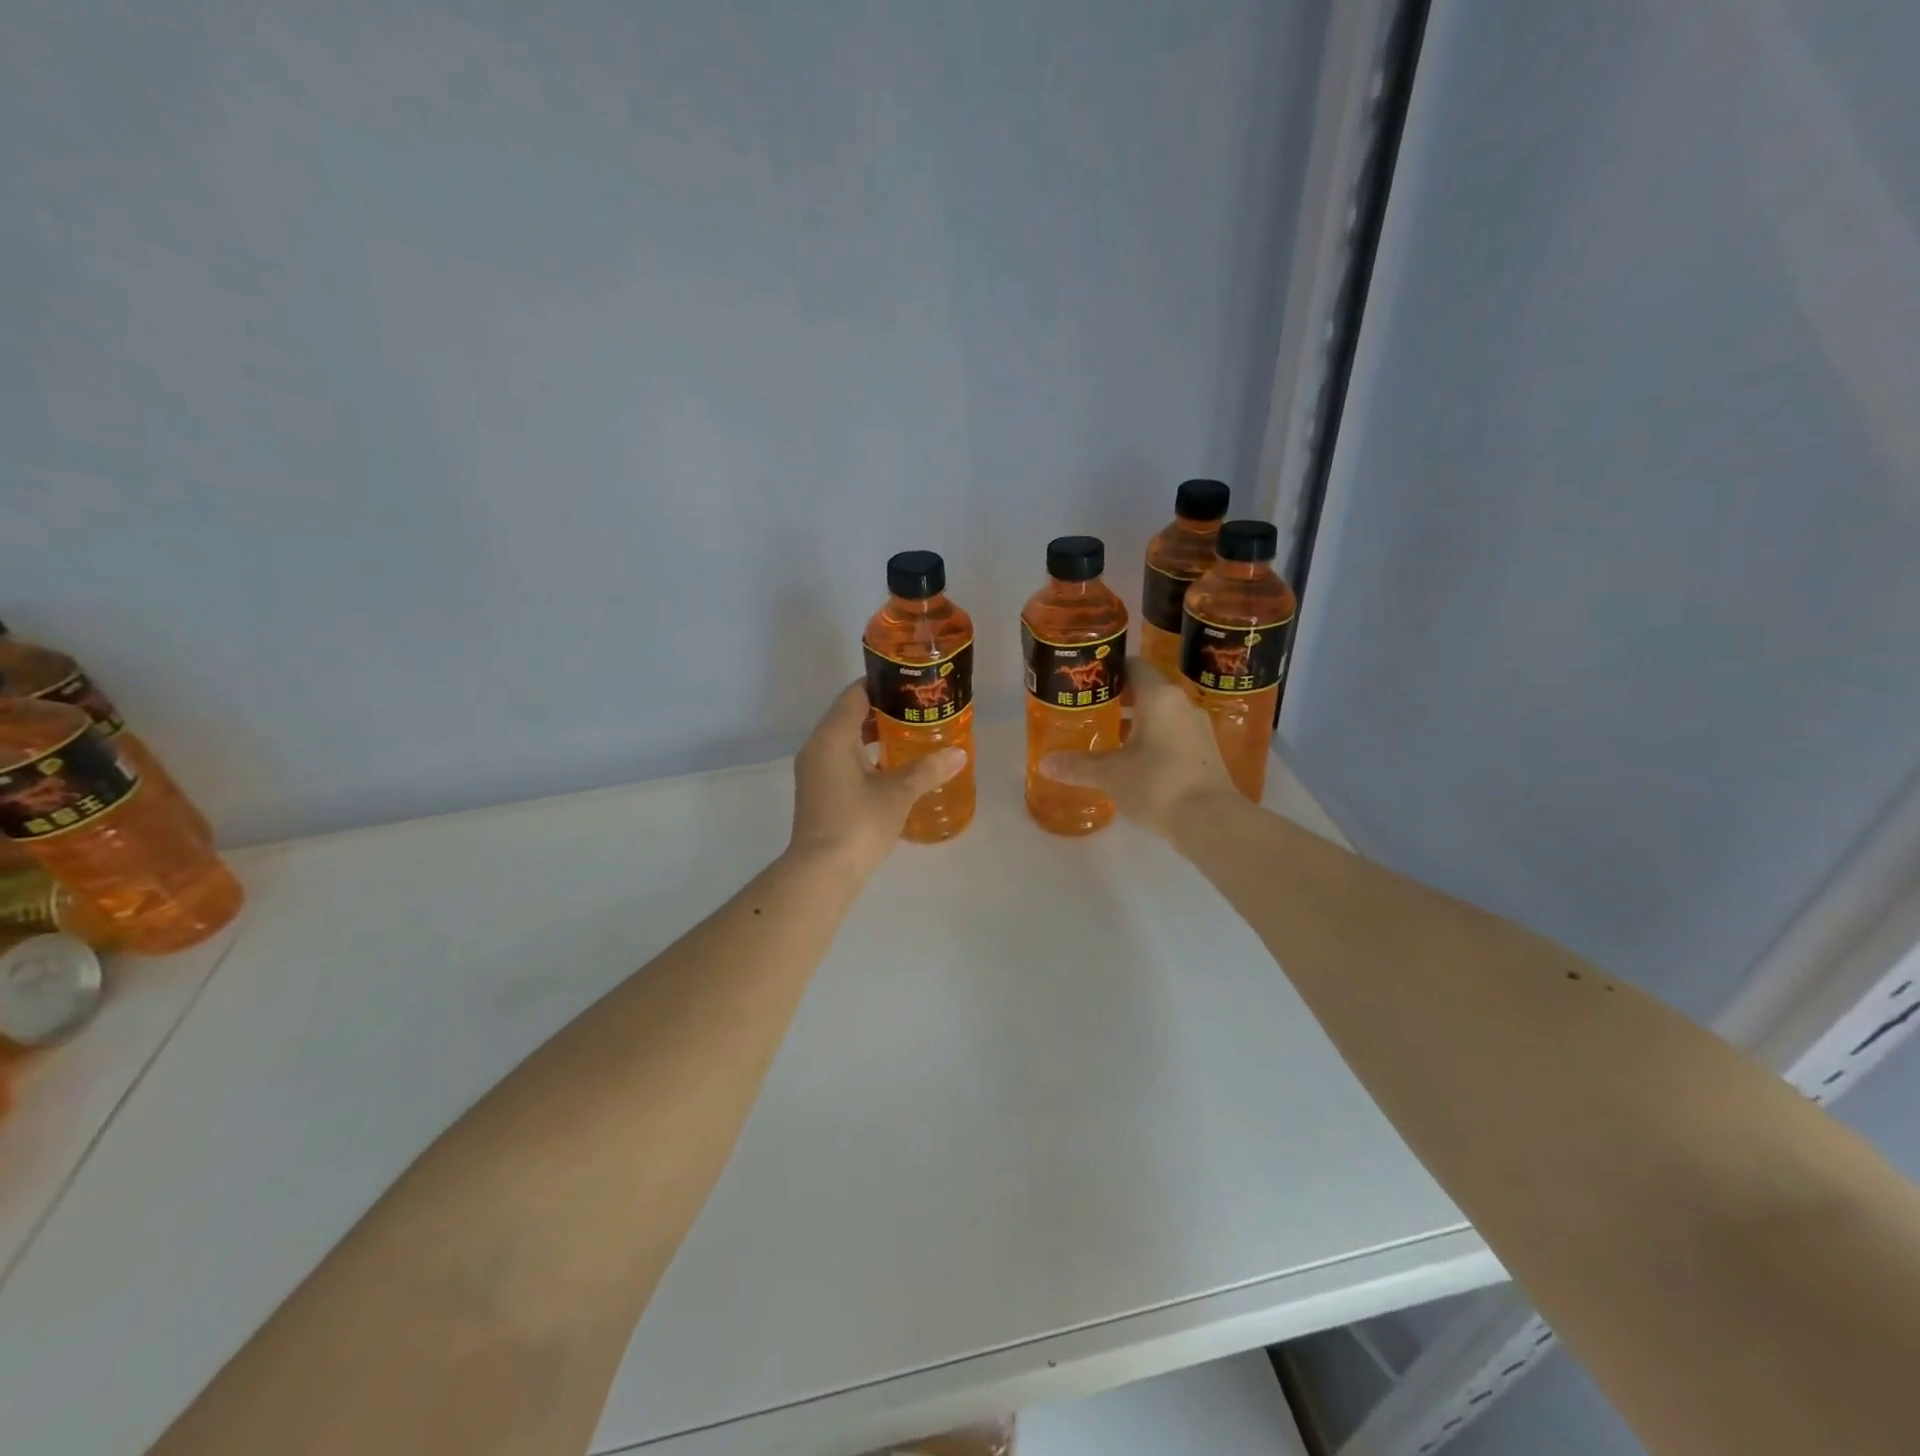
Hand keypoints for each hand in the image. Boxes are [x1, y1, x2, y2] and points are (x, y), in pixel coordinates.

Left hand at [789, 681, 968, 876]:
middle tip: (919, 710)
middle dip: (884, 711)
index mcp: (833, 736)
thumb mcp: (898, 793)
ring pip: (846, 740)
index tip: (912, 684)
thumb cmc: (858, 823)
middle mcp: (818, 746)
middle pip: (850, 715)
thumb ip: (928, 769)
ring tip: (912, 736)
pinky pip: (842, 760)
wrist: (821, 872)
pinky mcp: (818, 791)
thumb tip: (959, 753)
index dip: (883, 685)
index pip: (856, 694)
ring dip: (875, 736)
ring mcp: (815, 770)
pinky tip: (892, 769)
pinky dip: (865, 756)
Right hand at [1040, 657, 1237, 837]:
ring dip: (1136, 723)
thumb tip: (1045, 763)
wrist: (1211, 821)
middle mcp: (1182, 704)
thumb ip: (1078, 765)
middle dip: (1120, 699)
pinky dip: (1153, 741)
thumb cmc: (1158, 783)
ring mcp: (1198, 729)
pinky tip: (1134, 762)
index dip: (1110, 670)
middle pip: (1147, 690)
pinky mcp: (1206, 753)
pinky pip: (1173, 735)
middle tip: (1091, 711)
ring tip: (1108, 738)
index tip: (1088, 683)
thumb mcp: (1111, 774)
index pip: (1133, 666)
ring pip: (1161, 715)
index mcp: (1159, 697)